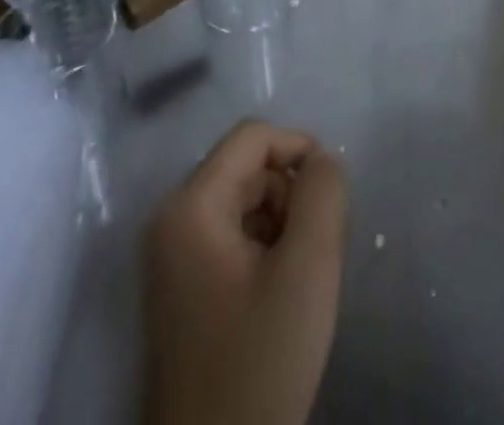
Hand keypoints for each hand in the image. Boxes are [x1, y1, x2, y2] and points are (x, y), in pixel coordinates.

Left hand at [145, 119, 347, 424]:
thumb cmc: (258, 364)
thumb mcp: (307, 271)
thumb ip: (323, 197)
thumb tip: (323, 160)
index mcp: (190, 205)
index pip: (252, 138)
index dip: (298, 148)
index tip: (333, 192)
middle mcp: (171, 220)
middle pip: (246, 170)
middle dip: (290, 195)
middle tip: (317, 250)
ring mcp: (171, 258)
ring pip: (242, 205)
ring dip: (280, 225)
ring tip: (301, 279)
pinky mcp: (180, 290)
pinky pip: (230, 240)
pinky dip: (263, 251)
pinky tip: (280, 298)